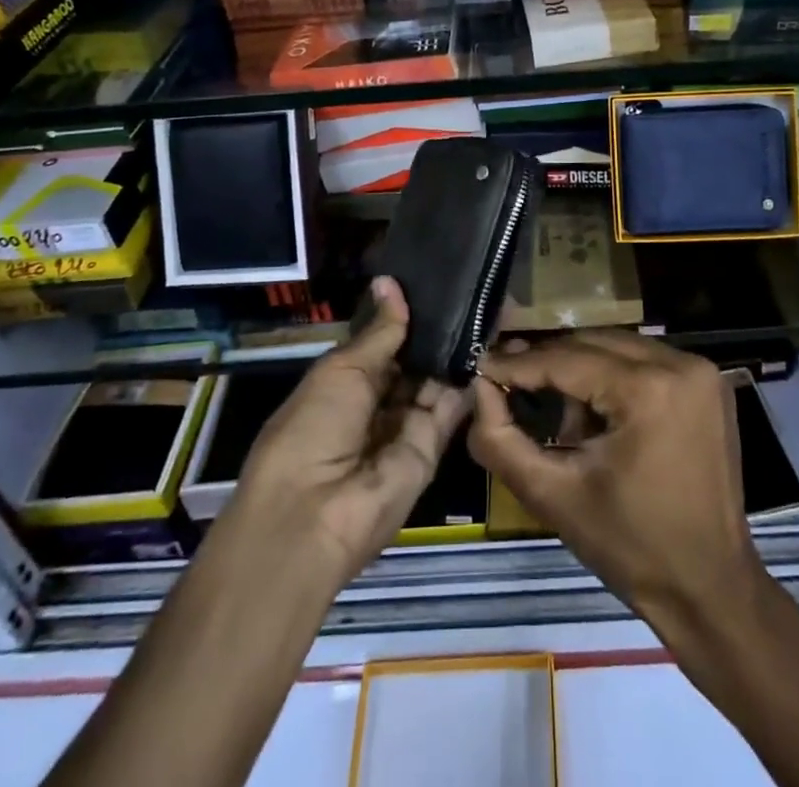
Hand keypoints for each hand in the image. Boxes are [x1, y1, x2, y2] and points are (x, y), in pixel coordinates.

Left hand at [215, 278, 470, 588]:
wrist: (314, 517)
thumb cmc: (311, 430)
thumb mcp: (341, 370)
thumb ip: (379, 331)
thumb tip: (390, 281)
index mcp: (343, 384)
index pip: (381, 344)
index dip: (403, 316)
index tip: (433, 280)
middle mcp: (375, 404)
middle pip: (411, 363)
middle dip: (433, 332)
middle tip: (468, 288)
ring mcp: (404, 427)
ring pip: (434, 382)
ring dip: (453, 352)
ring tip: (483, 306)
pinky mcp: (431, 449)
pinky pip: (451, 409)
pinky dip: (467, 381)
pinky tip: (487, 343)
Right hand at [468, 330, 760, 626]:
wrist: (710, 588)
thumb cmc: (631, 548)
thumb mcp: (554, 496)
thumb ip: (502, 440)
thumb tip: (479, 388)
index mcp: (649, 389)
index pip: (567, 360)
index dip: (519, 364)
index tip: (481, 365)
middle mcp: (680, 363)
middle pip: (593, 344)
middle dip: (548, 363)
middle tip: (506, 380)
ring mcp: (700, 370)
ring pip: (617, 348)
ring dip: (580, 369)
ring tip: (554, 410)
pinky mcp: (707, 383)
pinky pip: (644, 361)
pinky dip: (613, 376)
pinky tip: (595, 415)